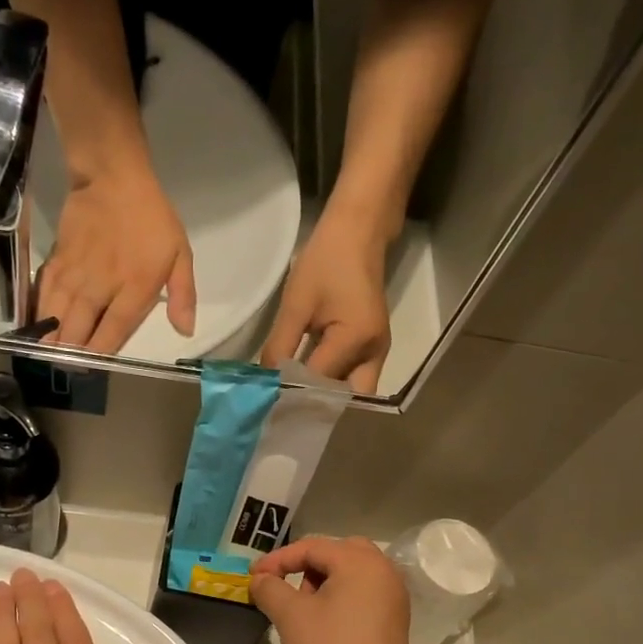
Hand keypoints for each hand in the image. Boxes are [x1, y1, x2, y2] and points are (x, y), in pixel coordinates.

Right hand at [39, 158, 196, 353]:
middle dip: (71, 354)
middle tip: (68, 368)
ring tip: (47, 357)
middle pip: (79, 330)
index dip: (101, 353)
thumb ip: (183, 295)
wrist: (112, 176)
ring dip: (51, 339)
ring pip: (57, 316)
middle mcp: (101, 287)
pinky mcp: (57, 261)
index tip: (94, 368)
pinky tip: (36, 327)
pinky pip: (44, 294)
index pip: (114, 332)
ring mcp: (75, 275)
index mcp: (134, 288)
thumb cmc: (151, 218)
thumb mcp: (180, 254)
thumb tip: (186, 331)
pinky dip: (39, 313)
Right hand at [250, 537, 418, 643]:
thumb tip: (261, 579)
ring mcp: (393, 597)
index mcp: (361, 562)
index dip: (278, 559)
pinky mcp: (394, 621)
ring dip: (323, 581)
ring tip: (301, 609)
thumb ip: (270, 588)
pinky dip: (340, 597)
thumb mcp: (291, 617)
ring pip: (352, 573)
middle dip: (305, 565)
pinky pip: (363, 594)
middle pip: (338, 553)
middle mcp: (384, 571)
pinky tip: (323, 624)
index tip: (253, 578)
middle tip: (283, 586)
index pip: (312, 547)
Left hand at [261, 206, 393, 393]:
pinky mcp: (372, 349)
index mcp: (356, 339)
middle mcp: (374, 353)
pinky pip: (352, 378)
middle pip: (345, 400)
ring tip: (291, 404)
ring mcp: (377, 352)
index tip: (267, 404)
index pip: (319, 382)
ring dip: (324, 399)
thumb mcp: (295, 304)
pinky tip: (304, 386)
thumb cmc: (326, 260)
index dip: (293, 394)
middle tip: (283, 412)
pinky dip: (330, 386)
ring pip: (350, 392)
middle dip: (316, 408)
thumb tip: (265, 382)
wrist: (358, 232)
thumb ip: (279, 346)